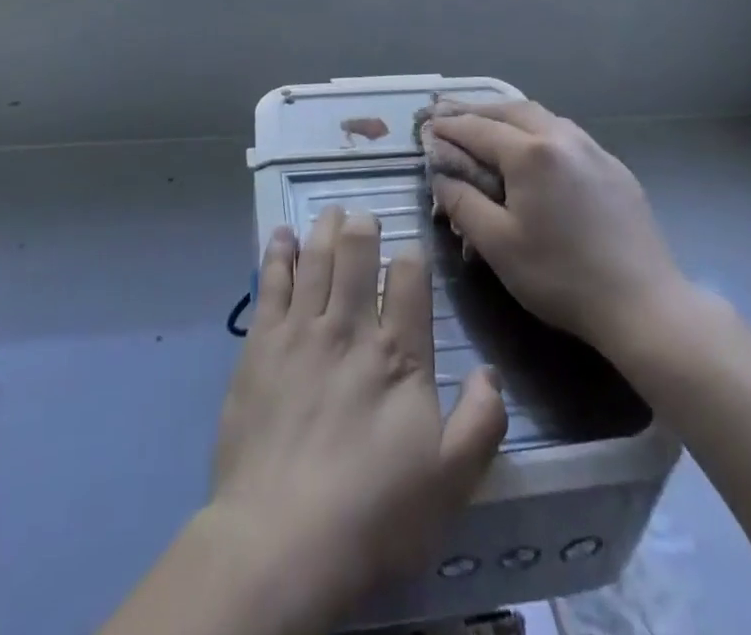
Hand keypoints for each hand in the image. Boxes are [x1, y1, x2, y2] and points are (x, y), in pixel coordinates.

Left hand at [207, 207, 507, 629]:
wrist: (281, 539)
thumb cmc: (373, 513)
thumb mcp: (450, 481)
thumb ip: (480, 423)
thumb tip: (490, 371)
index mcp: (398, 354)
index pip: (410, 280)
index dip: (412, 257)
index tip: (410, 251)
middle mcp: (350, 327)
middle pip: (357, 255)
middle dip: (363, 228)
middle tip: (363, 216)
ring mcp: (301, 331)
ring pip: (315, 259)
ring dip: (324, 229)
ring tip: (331, 212)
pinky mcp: (261, 344)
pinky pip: (270, 283)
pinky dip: (277, 253)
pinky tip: (281, 235)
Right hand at [428, 101, 690, 363]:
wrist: (644, 304)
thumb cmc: (561, 276)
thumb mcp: (498, 245)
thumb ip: (463, 203)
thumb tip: (441, 176)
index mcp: (530, 153)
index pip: (478, 129)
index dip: (448, 127)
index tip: (426, 126)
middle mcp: (562, 137)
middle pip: (511, 110)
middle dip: (477, 111)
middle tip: (450, 115)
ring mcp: (593, 149)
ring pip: (542, 117)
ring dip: (509, 116)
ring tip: (488, 125)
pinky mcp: (614, 167)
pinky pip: (566, 134)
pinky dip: (538, 131)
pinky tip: (535, 149)